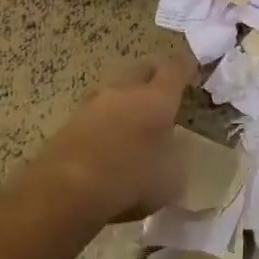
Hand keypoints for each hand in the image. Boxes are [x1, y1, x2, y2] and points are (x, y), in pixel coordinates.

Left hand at [19, 55, 192, 225]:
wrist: (66, 191)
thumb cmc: (132, 178)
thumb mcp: (171, 180)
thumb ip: (174, 163)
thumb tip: (172, 161)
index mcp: (157, 98)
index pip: (176, 67)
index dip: (186, 67)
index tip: (193, 73)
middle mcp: (125, 92)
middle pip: (141, 69)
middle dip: (152, 77)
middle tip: (162, 93)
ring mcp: (92, 106)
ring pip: (113, 91)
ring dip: (123, 101)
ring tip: (131, 121)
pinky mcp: (67, 125)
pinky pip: (92, 116)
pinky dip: (101, 125)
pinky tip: (105, 144)